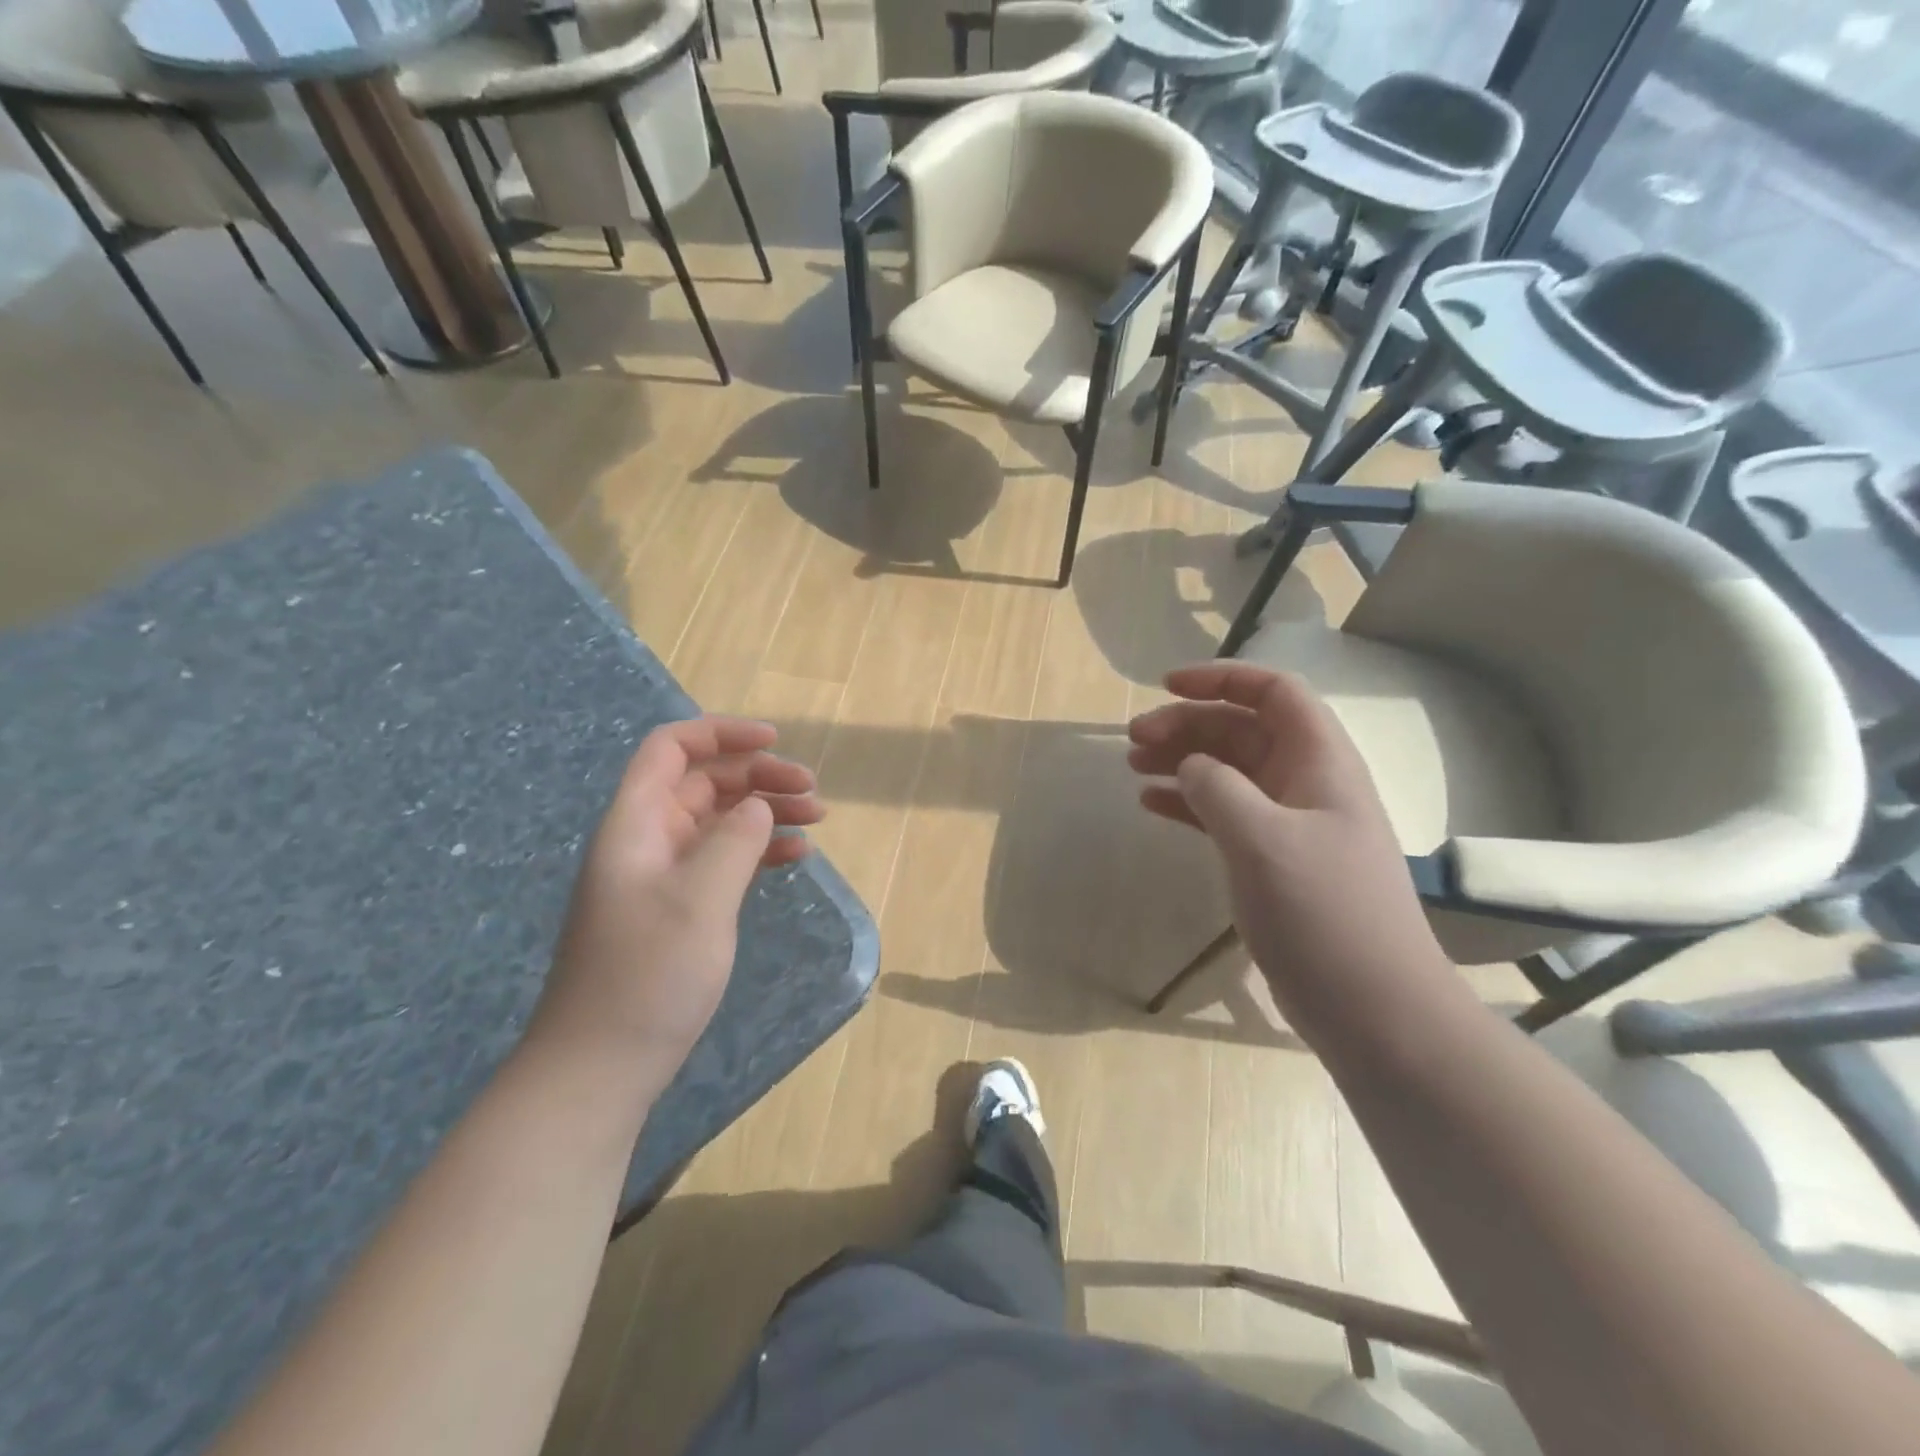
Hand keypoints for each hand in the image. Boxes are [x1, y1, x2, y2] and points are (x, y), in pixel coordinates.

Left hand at [528, 718, 823, 1091]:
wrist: (600, 1067)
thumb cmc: (647, 976)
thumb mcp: (700, 900)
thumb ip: (735, 841)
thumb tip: (758, 806)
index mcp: (637, 824)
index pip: (672, 749)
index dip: (721, 733)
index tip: (775, 742)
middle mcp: (647, 840)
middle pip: (704, 782)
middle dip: (759, 776)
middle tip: (812, 793)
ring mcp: (662, 876)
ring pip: (719, 820)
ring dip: (765, 812)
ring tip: (816, 820)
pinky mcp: (678, 908)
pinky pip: (722, 859)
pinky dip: (758, 850)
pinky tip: (794, 857)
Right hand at [1127, 664, 1448, 1038]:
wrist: (1374, 1008)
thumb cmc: (1324, 913)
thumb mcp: (1263, 839)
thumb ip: (1218, 788)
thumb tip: (1190, 766)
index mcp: (1319, 762)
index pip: (1273, 693)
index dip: (1221, 679)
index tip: (1166, 687)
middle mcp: (1306, 783)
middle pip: (1241, 730)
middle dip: (1187, 725)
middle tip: (1133, 741)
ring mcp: (1289, 824)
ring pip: (1228, 771)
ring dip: (1181, 761)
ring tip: (1133, 767)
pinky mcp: (1272, 861)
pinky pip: (1223, 813)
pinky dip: (1187, 803)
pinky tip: (1152, 804)